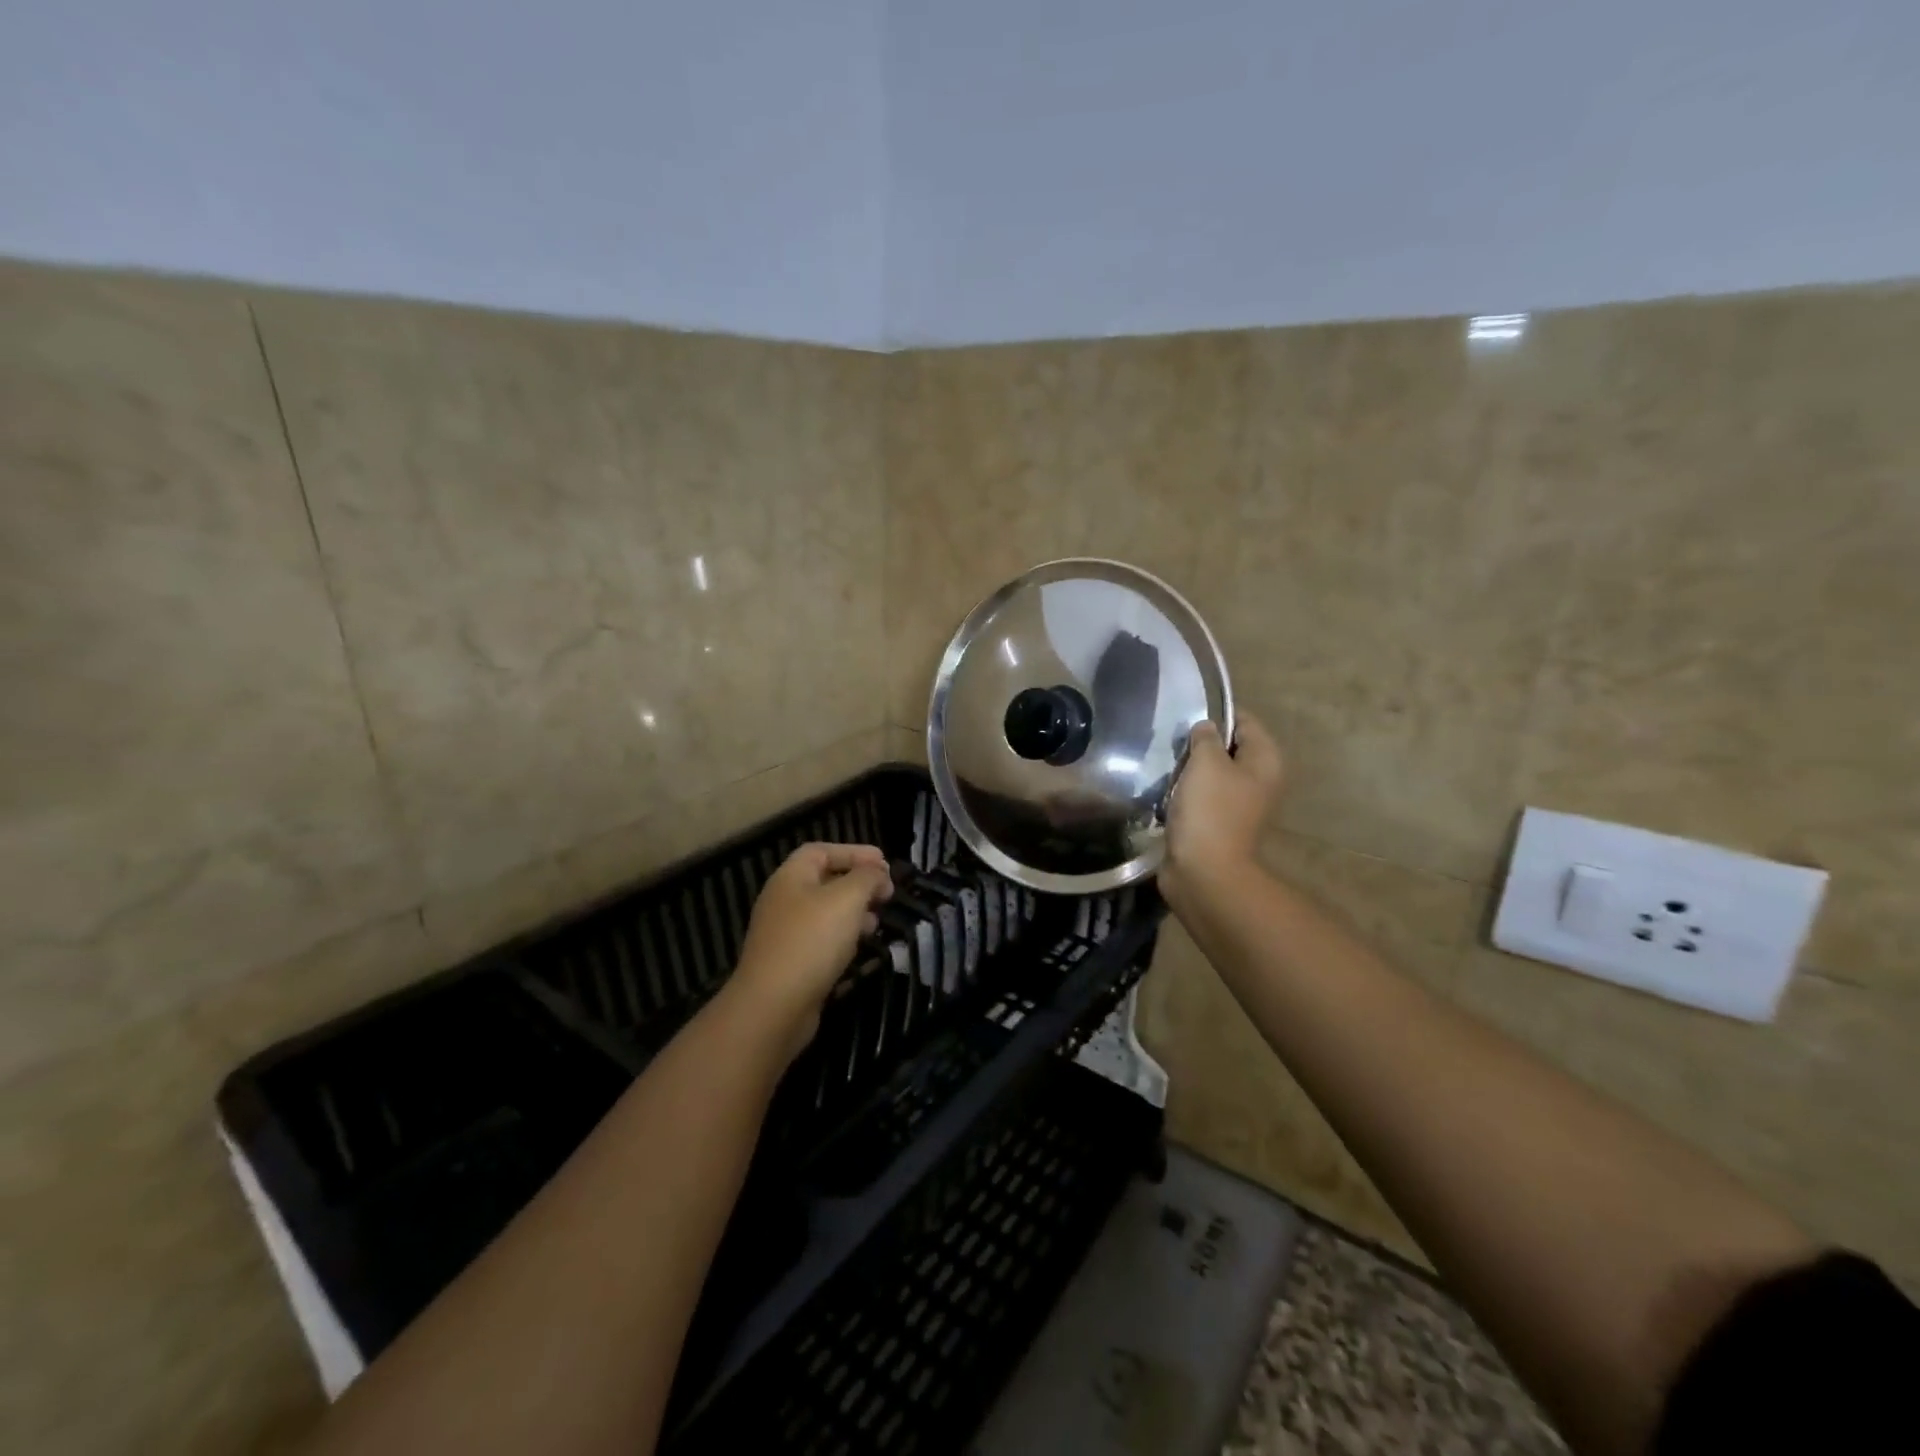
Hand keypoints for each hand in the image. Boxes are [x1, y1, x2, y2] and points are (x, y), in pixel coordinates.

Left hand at [727, 843, 892, 1058]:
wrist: (774, 1006)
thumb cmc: (812, 940)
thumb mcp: (847, 898)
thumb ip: (867, 878)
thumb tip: (878, 873)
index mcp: (790, 877)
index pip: (822, 851)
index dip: (854, 852)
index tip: (885, 863)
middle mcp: (784, 900)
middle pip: (824, 880)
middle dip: (858, 883)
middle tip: (886, 893)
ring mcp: (785, 933)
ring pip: (825, 912)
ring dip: (854, 911)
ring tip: (878, 920)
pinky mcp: (791, 962)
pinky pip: (821, 940)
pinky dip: (844, 937)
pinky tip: (860, 948)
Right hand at [1161, 714, 1282, 912]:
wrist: (1204, 871)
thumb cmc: (1209, 810)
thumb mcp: (1206, 762)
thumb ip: (1205, 737)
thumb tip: (1206, 728)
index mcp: (1265, 761)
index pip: (1245, 721)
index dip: (1217, 715)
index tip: (1186, 718)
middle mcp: (1258, 780)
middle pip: (1228, 748)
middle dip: (1199, 745)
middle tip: (1173, 745)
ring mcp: (1238, 804)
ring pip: (1211, 773)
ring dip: (1188, 771)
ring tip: (1166, 768)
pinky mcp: (1217, 823)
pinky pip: (1200, 797)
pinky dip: (1184, 794)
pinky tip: (1166, 793)